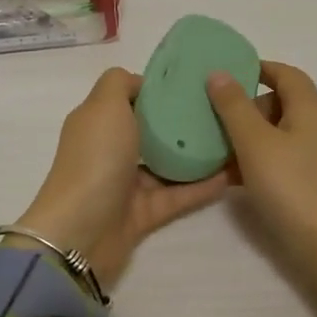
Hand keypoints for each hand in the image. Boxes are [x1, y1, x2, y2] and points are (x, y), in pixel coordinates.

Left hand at [14, 67, 227, 286]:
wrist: (82, 233)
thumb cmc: (94, 159)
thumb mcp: (103, 106)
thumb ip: (120, 83)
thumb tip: (142, 84)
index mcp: (98, 122)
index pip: (130, 98)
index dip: (158, 89)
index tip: (194, 83)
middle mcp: (111, 150)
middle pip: (151, 131)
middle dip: (183, 121)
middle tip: (222, 110)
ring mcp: (128, 184)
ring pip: (168, 164)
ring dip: (197, 155)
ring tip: (234, 139)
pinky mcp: (146, 213)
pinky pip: (180, 195)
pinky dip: (203, 186)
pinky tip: (232, 174)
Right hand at [209, 61, 316, 316]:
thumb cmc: (294, 188)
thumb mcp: (255, 143)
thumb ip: (234, 107)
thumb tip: (219, 73)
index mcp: (312, 107)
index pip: (285, 73)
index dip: (257, 69)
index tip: (227, 76)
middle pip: (283, 103)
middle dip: (248, 108)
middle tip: (217, 122)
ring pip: (283, 134)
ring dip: (252, 138)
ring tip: (219, 153)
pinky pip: (288, 159)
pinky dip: (264, 161)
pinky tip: (238, 179)